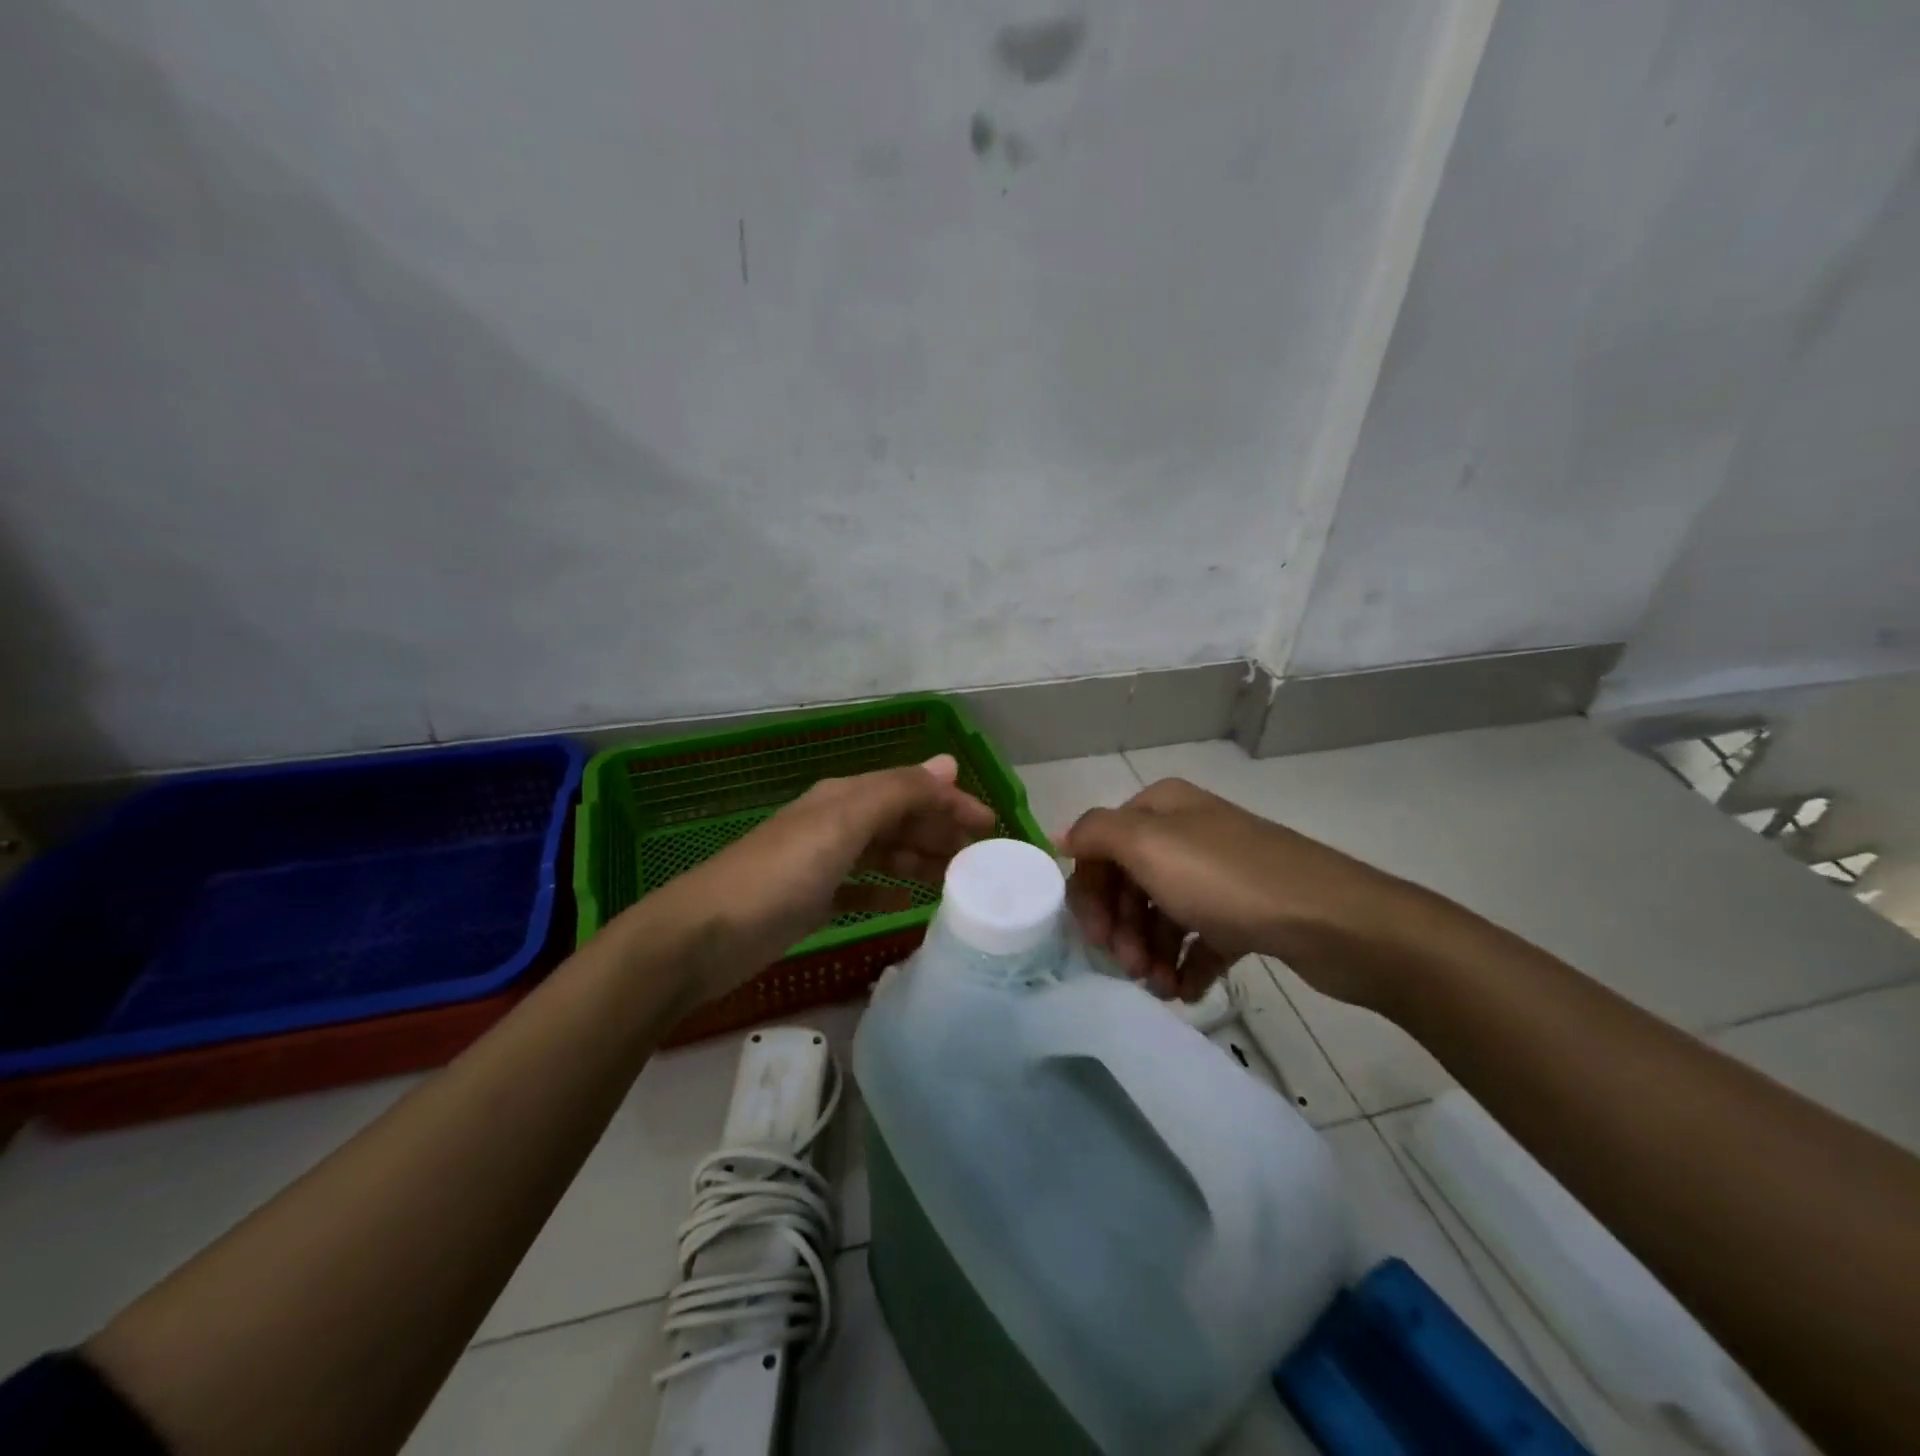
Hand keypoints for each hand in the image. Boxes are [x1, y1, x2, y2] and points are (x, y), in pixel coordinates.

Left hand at [648, 754, 995, 1005]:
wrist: (701, 937)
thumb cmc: (778, 876)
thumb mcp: (841, 825)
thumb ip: (896, 793)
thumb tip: (948, 763)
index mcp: (844, 797)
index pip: (911, 788)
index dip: (952, 803)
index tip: (993, 828)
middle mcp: (835, 822)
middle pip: (900, 819)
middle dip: (941, 831)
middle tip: (982, 860)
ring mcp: (822, 862)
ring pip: (885, 852)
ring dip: (920, 859)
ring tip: (957, 881)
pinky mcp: (812, 900)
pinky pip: (863, 886)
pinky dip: (888, 888)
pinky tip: (908, 902)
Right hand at [1060, 777, 1411, 1005]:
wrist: (1331, 920)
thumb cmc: (1226, 879)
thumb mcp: (1147, 845)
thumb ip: (1096, 834)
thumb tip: (1061, 836)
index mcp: (1162, 809)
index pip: (1102, 846)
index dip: (1090, 892)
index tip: (1096, 939)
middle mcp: (1188, 833)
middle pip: (1131, 883)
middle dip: (1123, 929)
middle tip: (1130, 969)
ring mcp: (1219, 873)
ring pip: (1164, 914)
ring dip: (1152, 953)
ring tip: (1160, 988)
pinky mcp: (1246, 911)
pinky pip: (1201, 938)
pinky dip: (1188, 965)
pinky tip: (1187, 992)